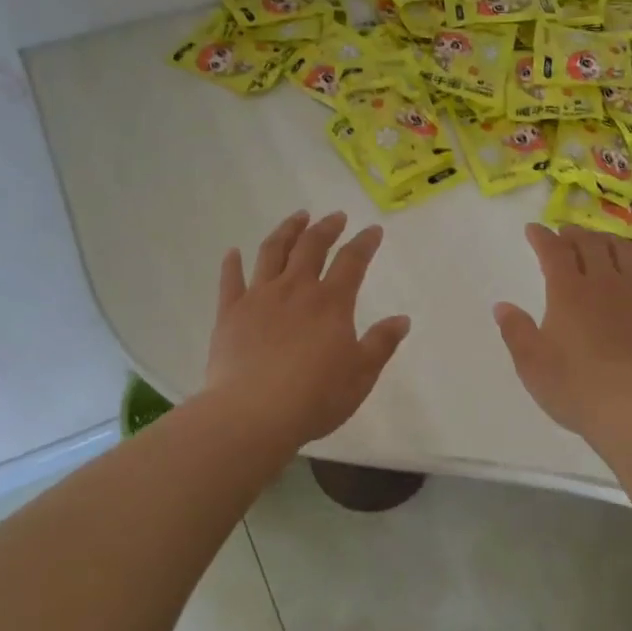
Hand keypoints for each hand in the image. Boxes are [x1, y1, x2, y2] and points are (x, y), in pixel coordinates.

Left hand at [204, 210, 410, 447]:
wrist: (253, 413)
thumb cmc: (315, 397)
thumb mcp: (361, 375)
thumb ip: (381, 343)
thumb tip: (402, 319)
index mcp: (331, 303)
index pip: (352, 261)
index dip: (364, 242)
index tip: (373, 230)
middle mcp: (295, 290)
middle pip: (311, 247)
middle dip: (326, 228)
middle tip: (335, 216)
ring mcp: (259, 298)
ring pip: (272, 252)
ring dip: (286, 231)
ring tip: (297, 218)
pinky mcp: (229, 313)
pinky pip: (230, 280)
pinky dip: (232, 264)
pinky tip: (233, 253)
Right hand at [493, 223, 631, 451]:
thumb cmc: (575, 388)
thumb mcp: (531, 364)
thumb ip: (515, 330)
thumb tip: (502, 306)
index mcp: (569, 291)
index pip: (554, 250)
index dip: (542, 237)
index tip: (533, 231)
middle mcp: (605, 283)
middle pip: (591, 243)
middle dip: (573, 233)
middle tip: (564, 234)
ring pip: (626, 251)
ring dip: (608, 240)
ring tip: (600, 244)